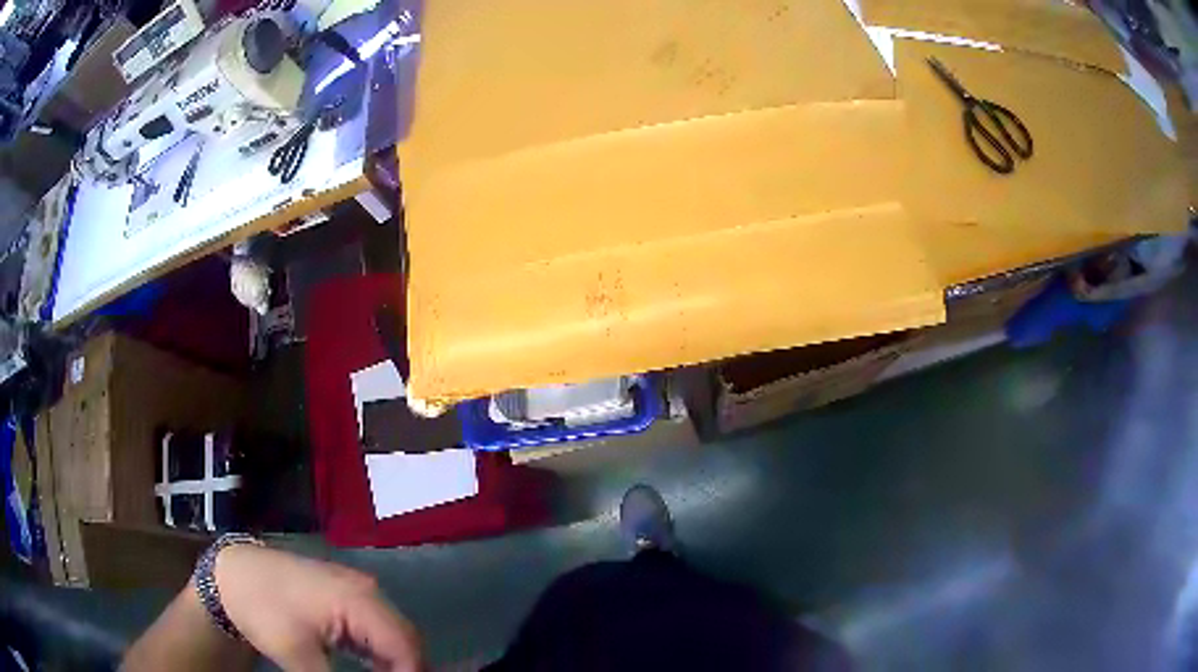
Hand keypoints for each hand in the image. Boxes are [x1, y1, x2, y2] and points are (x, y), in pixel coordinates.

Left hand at [215, 544, 422, 671]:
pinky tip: (375, 670)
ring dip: (396, 662)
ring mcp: (357, 589)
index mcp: (359, 600)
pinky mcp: (346, 595)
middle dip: (407, 669)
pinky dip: (382, 652)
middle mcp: (367, 591)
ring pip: (395, 633)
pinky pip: (378, 627)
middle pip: (406, 638)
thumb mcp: (297, 655)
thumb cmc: (263, 608)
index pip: (406, 646)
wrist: (232, 572)